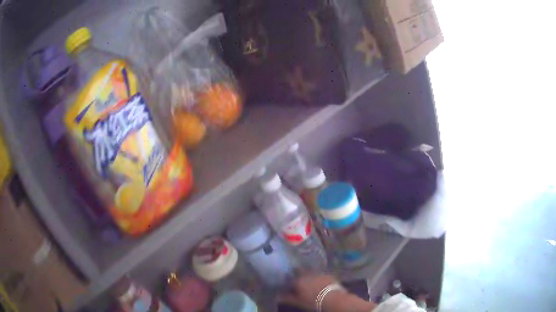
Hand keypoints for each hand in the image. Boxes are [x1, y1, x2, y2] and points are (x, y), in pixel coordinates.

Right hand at [280, 273, 338, 309]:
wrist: (333, 298)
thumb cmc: (312, 302)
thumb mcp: (297, 302)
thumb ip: (286, 298)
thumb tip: (277, 295)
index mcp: (297, 280)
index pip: (289, 277)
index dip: (287, 278)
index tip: (286, 280)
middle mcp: (307, 274)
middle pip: (300, 270)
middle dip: (297, 272)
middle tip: (297, 277)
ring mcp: (318, 273)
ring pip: (310, 271)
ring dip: (308, 273)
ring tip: (308, 279)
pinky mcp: (328, 274)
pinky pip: (320, 273)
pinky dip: (318, 276)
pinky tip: (319, 281)